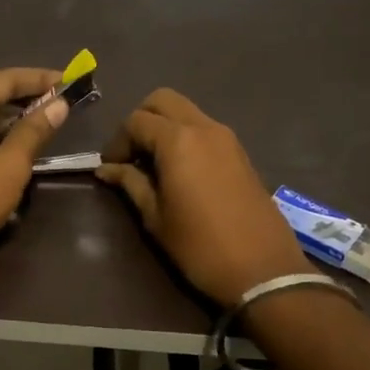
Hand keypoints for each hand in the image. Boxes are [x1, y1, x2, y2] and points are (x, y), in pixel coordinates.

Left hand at [0, 66, 68, 275]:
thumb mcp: (11, 164)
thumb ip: (34, 130)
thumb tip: (58, 103)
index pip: (6, 78)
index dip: (39, 77)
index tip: (70, 80)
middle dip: (22, 86)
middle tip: (54, 94)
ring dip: (12, 105)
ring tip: (43, 115)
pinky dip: (1, 125)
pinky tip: (18, 140)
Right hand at [97, 88, 310, 305]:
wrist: (262, 269)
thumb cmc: (199, 246)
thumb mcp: (155, 217)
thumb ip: (130, 184)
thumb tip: (107, 169)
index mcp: (178, 141)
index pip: (136, 121)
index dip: (117, 141)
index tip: (110, 167)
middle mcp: (204, 128)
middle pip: (163, 100)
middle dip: (140, 120)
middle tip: (131, 155)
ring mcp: (227, 138)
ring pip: (186, 112)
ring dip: (164, 127)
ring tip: (152, 165)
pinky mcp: (240, 153)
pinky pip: (204, 129)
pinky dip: (184, 137)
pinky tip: (178, 171)